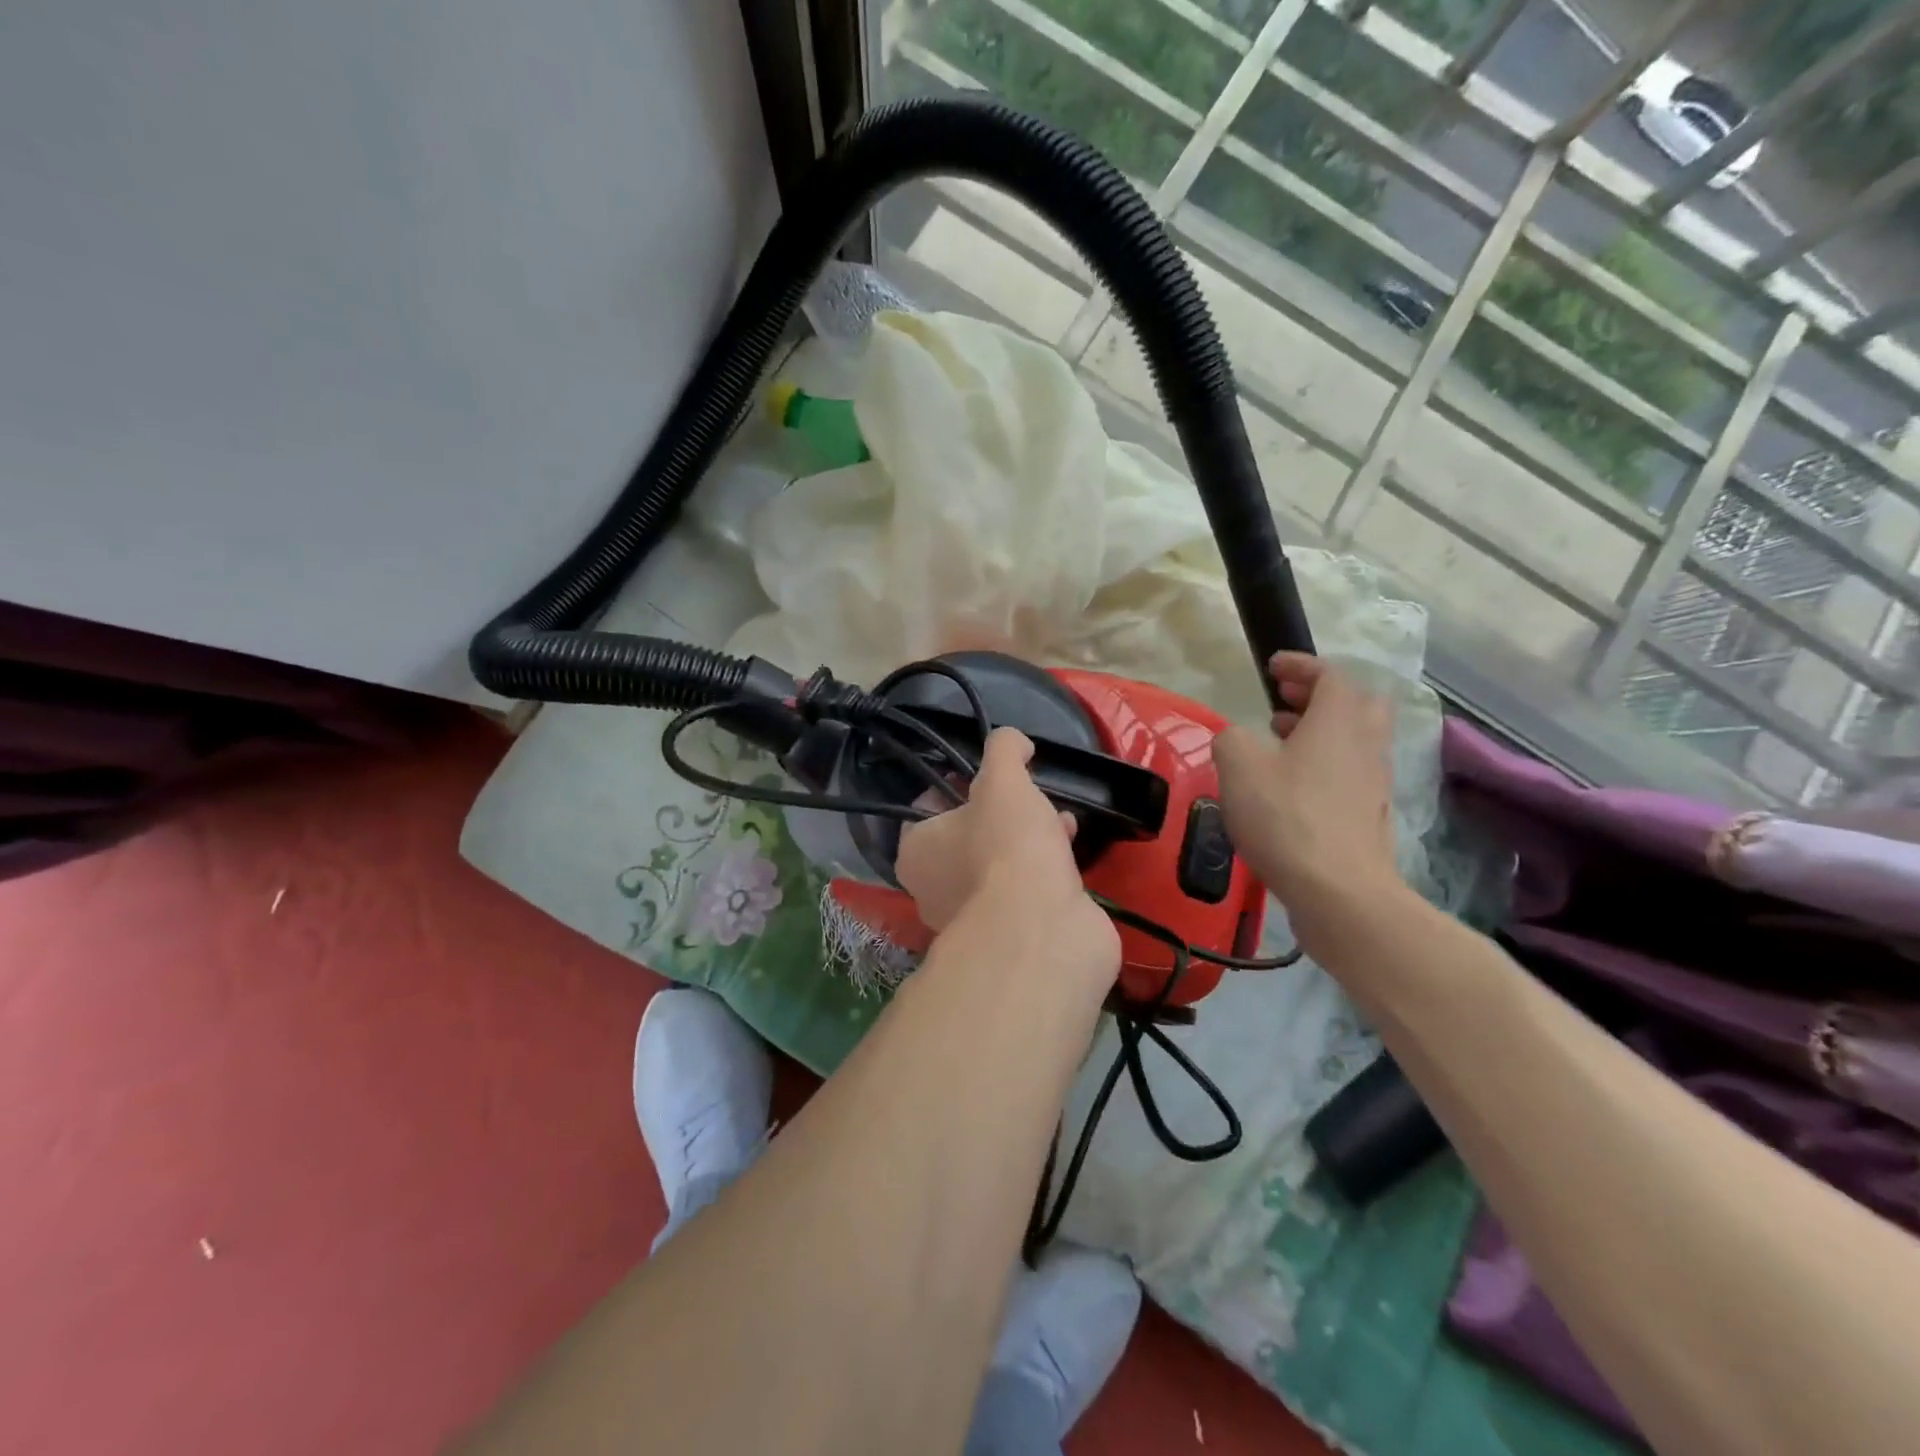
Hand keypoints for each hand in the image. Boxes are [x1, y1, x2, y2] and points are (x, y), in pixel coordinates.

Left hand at [896, 728, 1117, 964]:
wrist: (1043, 929)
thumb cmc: (1008, 847)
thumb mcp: (1004, 780)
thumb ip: (1004, 750)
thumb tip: (1012, 740)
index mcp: (916, 853)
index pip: (925, 809)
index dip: (955, 786)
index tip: (987, 776)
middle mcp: (933, 890)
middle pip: (965, 837)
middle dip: (1000, 813)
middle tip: (1026, 798)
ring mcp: (971, 918)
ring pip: (997, 864)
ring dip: (1027, 839)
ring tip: (1058, 819)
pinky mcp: (1009, 936)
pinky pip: (1022, 890)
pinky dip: (1043, 868)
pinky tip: (1069, 850)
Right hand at [1212, 653, 1402, 954]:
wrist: (1339, 892)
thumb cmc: (1287, 817)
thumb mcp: (1238, 766)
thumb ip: (1232, 738)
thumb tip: (1238, 738)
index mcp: (1338, 721)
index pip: (1331, 675)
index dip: (1302, 665)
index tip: (1273, 667)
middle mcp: (1365, 744)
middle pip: (1357, 703)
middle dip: (1320, 695)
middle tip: (1285, 701)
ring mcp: (1374, 783)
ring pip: (1355, 740)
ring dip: (1321, 731)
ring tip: (1280, 743)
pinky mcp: (1370, 817)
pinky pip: (1350, 773)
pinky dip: (1324, 765)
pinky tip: (1291, 788)